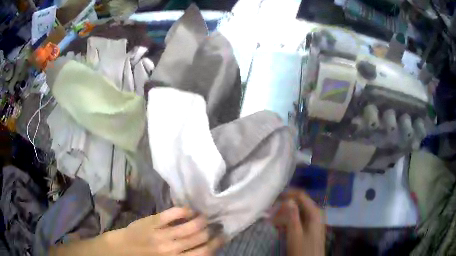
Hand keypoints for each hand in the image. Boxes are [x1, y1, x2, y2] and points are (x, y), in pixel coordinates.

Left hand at [108, 207, 223, 255]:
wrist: (124, 249)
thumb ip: (186, 255)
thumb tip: (205, 247)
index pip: (204, 252)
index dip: (217, 243)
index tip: (223, 235)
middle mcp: (172, 249)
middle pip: (200, 238)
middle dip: (212, 230)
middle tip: (216, 224)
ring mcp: (162, 234)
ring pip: (190, 226)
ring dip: (201, 219)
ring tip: (205, 216)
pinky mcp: (153, 221)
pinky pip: (172, 213)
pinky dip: (184, 210)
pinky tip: (190, 210)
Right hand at [272, 189, 324, 255]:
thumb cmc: (303, 249)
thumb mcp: (295, 234)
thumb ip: (292, 216)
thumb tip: (288, 199)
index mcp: (314, 212)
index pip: (300, 195)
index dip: (287, 195)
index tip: (273, 200)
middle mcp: (315, 213)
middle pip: (299, 203)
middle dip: (284, 207)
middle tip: (270, 214)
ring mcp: (313, 221)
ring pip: (298, 212)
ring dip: (285, 215)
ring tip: (273, 222)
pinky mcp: (310, 228)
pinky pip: (299, 220)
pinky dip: (289, 221)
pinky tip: (280, 228)